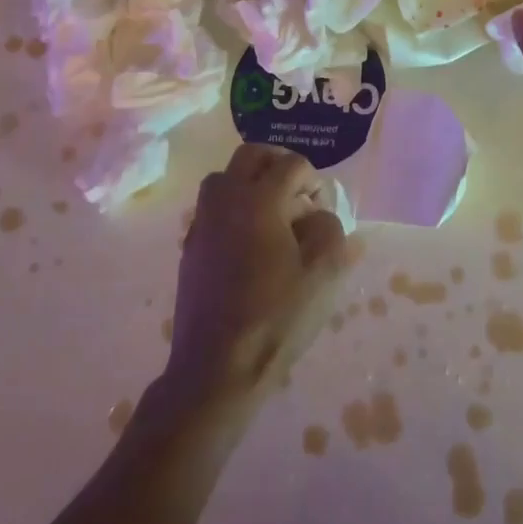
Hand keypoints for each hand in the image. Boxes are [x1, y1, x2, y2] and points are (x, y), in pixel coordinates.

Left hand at [165, 144, 350, 407]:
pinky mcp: (190, 247)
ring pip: (224, 178)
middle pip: (250, 156)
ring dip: (250, 183)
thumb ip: (332, 232)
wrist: (216, 367)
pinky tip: (249, 243)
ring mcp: (202, 222)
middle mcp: (226, 200)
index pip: (291, 164)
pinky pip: (212, 208)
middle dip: (278, 165)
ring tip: (272, 215)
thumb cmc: (275, 316)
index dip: (313, 178)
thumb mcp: (323, 274)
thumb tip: (322, 216)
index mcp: (259, 199)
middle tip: (297, 192)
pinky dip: (232, 208)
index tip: (322, 205)